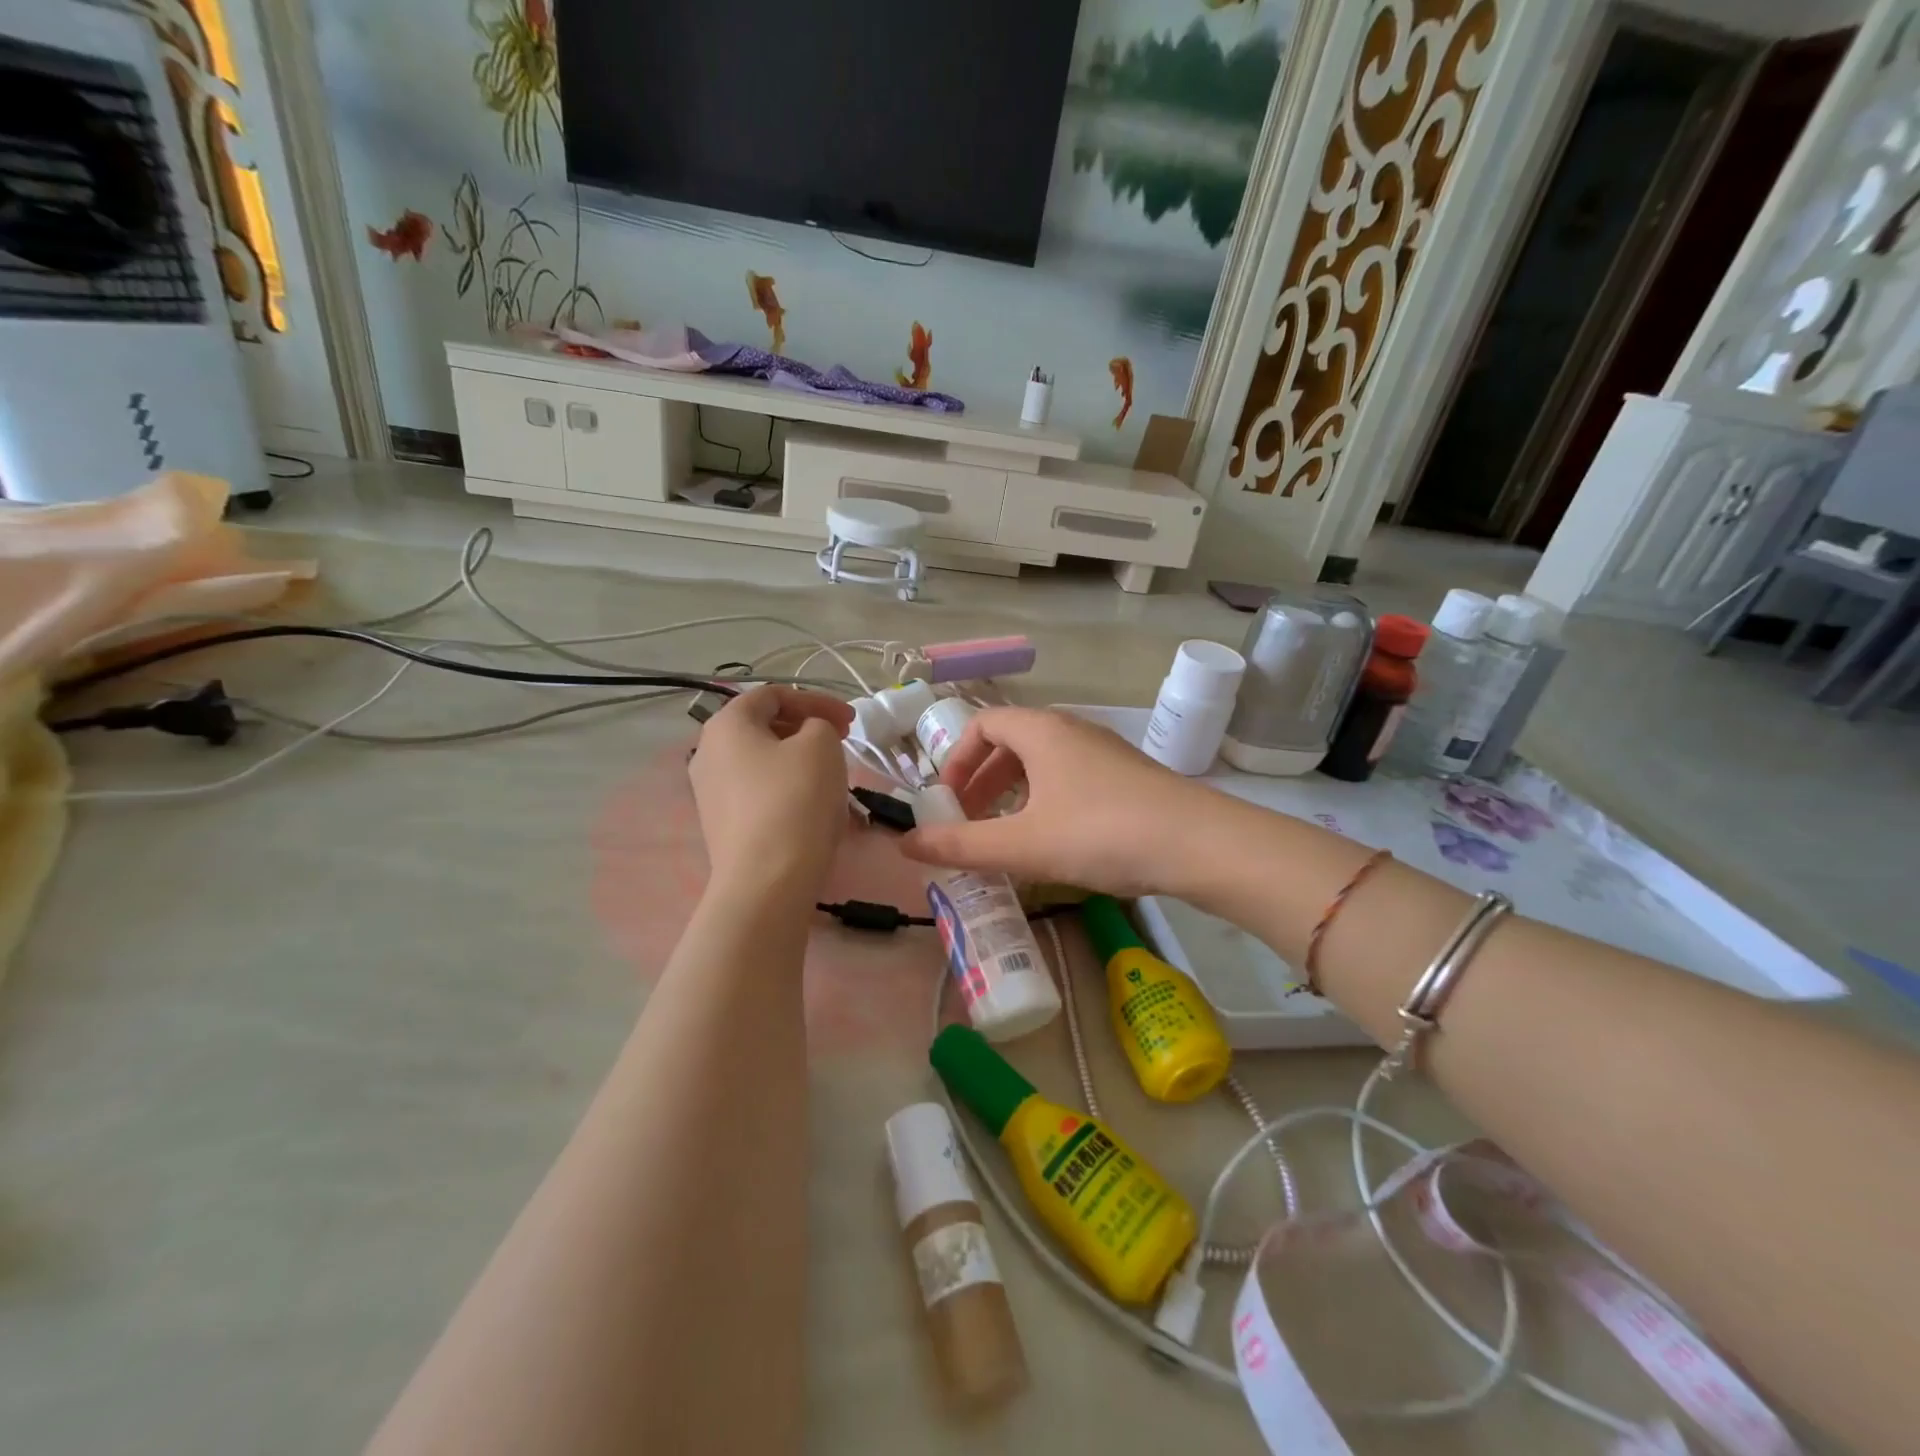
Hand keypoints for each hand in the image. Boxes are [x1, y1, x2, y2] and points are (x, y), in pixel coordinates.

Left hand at [689, 687, 852, 897]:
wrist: (767, 881)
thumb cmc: (795, 799)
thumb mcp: (821, 745)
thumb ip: (819, 724)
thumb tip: (809, 735)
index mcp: (726, 724)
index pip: (772, 695)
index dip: (816, 700)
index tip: (850, 721)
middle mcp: (708, 753)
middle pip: (763, 727)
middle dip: (806, 728)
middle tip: (842, 742)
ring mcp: (710, 792)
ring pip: (762, 761)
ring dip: (798, 759)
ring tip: (831, 775)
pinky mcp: (721, 825)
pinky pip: (758, 792)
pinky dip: (786, 788)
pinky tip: (812, 807)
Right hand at [900, 707, 1225, 897]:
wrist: (1198, 844)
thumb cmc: (1099, 833)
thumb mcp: (1021, 844)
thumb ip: (960, 845)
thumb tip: (904, 844)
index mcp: (1041, 730)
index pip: (982, 724)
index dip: (956, 760)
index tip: (947, 801)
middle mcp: (1071, 729)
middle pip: (1011, 743)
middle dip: (982, 781)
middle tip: (969, 821)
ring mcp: (1104, 751)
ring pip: (1043, 762)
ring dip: (1014, 793)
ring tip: (1006, 835)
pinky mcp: (1128, 777)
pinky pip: (1071, 777)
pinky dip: (1047, 800)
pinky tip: (1054, 840)